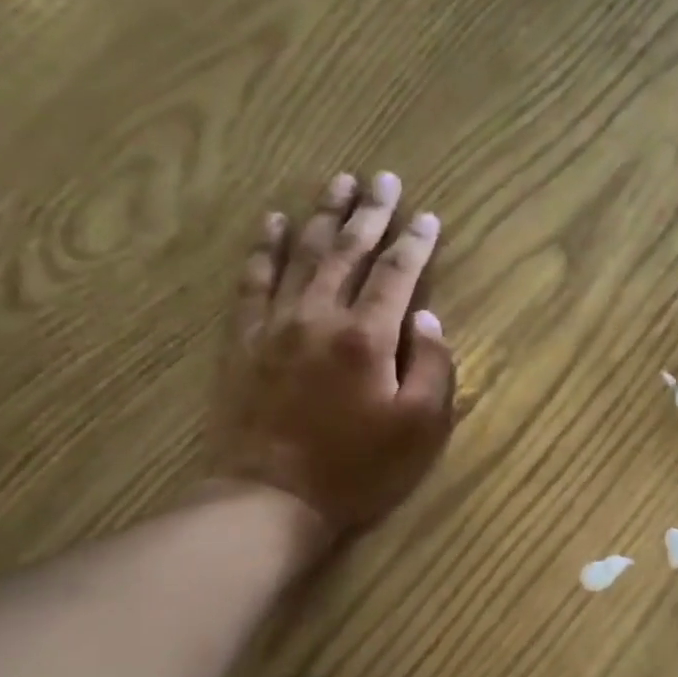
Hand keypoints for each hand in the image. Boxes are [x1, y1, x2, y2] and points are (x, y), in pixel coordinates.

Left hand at [211, 172, 455, 541]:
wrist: (271, 499)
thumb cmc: (355, 470)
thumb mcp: (419, 430)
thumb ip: (433, 369)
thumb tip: (428, 321)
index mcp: (368, 337)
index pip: (398, 274)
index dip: (416, 243)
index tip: (428, 216)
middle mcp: (321, 316)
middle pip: (349, 250)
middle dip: (371, 212)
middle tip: (383, 178)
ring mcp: (276, 324)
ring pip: (302, 253)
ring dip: (323, 215)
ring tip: (338, 182)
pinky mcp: (244, 340)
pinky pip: (253, 280)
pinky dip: (264, 247)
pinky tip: (272, 221)